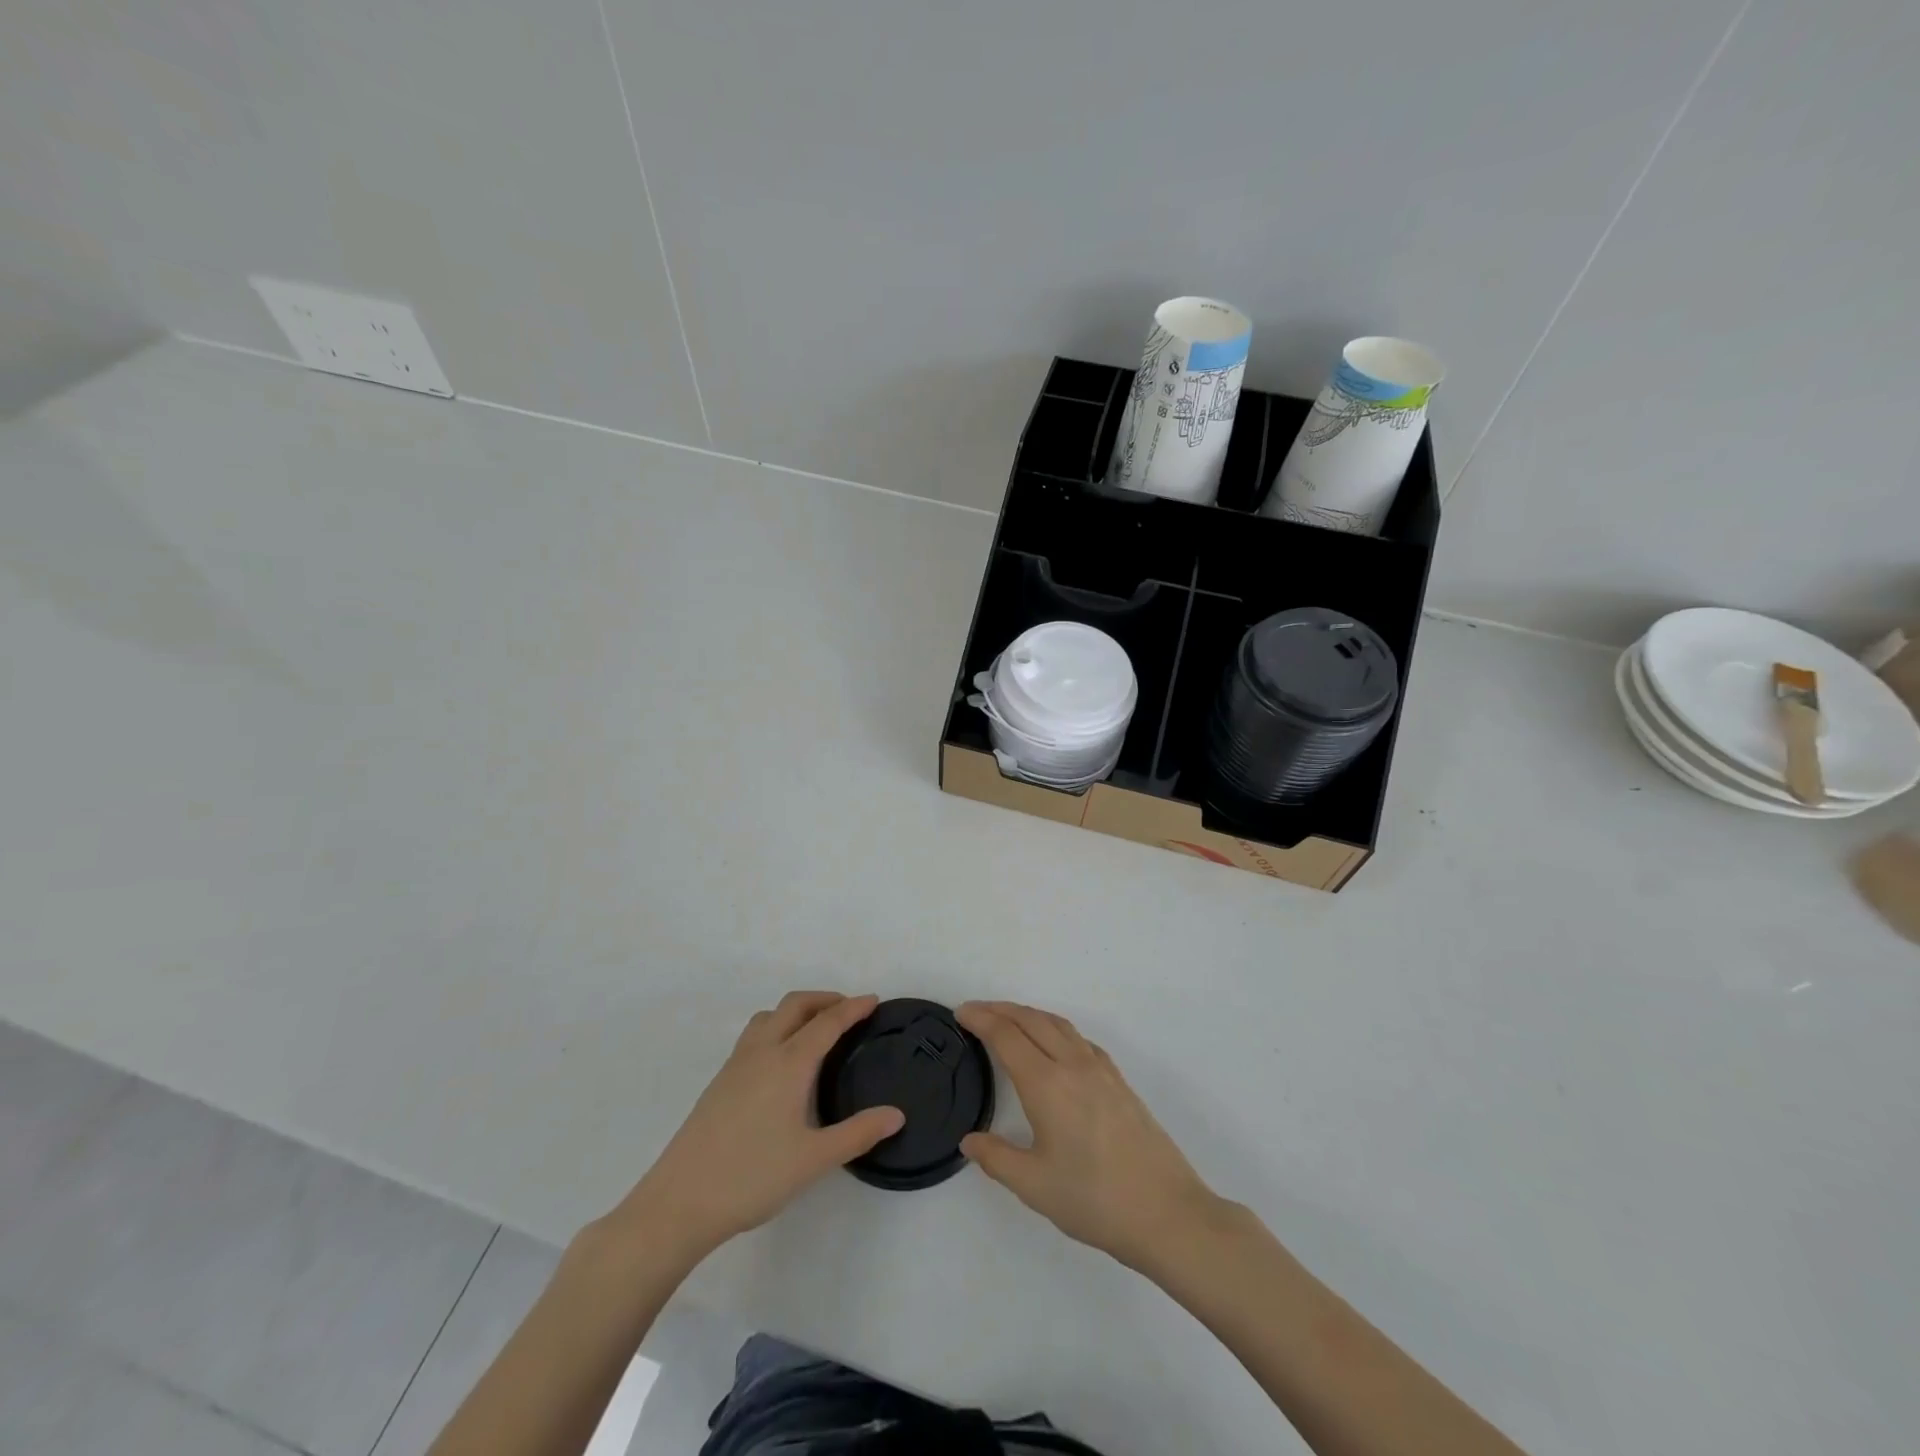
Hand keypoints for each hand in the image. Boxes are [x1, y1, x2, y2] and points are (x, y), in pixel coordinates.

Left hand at [611, 992, 903, 1263]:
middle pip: (795, 1005)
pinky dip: (777, 1027)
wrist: (680, 1201)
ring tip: (816, 1028)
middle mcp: (762, 1052)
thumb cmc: (752, 1177)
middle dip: (824, 999)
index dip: (852, 1008)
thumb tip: (897, 1115)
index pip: (827, 1022)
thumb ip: (858, 1134)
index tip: (873, 1000)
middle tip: (849, 1010)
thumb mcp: (814, 1159)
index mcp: (789, 1063)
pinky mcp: (719, 1081)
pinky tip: (781, 1060)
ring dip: (797, 1010)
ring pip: (769, 1016)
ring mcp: (736, 1064)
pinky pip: (754, 1034)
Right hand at [957, 1001, 1222, 1271]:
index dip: (981, 1019)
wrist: (1166, 1212)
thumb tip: (969, 1141)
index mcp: (1047, 1084)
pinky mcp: (1119, 1081)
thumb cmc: (1094, 1200)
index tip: (960, 1014)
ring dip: (1029, 1014)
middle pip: (1032, 1020)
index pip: (1006, 1036)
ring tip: (1009, 1019)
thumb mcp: (1034, 1186)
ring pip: (1058, 1024)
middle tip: (975, 1011)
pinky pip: (1079, 1038)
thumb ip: (996, 1159)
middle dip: (1000, 1009)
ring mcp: (1100, 1069)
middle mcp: (1073, 1064)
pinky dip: (1055, 1028)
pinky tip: (1054, 1045)